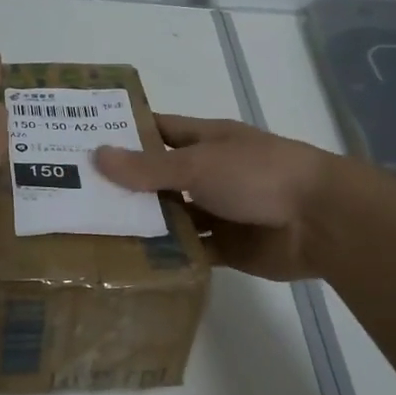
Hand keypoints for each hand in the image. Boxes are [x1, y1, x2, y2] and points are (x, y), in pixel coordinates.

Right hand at [95, 116, 345, 280]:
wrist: (321, 221)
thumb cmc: (258, 175)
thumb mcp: (198, 164)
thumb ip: (148, 167)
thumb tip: (97, 156)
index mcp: (205, 141)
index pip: (157, 130)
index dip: (124, 133)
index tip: (82, 140)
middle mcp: (208, 173)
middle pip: (159, 178)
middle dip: (124, 186)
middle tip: (75, 196)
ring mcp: (217, 211)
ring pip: (172, 217)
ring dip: (143, 225)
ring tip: (92, 233)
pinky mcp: (226, 248)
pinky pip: (190, 251)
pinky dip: (167, 256)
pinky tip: (130, 263)